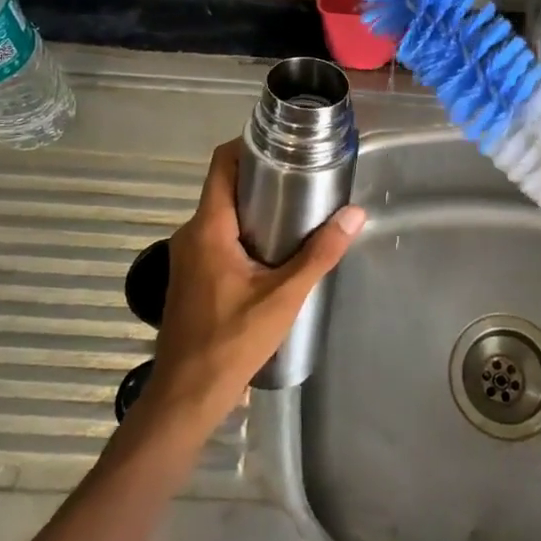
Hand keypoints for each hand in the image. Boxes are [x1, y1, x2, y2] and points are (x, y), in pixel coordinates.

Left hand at [142, 140, 364, 439]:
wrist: (185, 397)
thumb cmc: (231, 342)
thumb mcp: (283, 297)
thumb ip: (319, 255)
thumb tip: (354, 214)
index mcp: (208, 227)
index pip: (221, 164)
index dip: (248, 145)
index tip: (283, 143)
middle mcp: (191, 233)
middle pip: (225, 187)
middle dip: (262, 177)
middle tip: (303, 176)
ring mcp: (187, 256)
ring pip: (222, 215)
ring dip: (255, 207)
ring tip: (297, 210)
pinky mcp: (191, 276)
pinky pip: (218, 237)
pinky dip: (244, 232)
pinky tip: (273, 250)